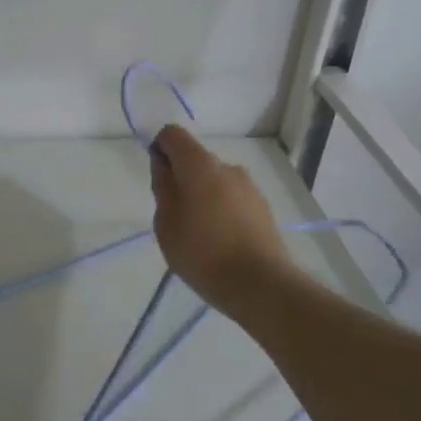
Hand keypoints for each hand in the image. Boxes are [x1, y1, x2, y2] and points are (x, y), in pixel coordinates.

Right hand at [150, 126, 289, 313]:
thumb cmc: (202, 254)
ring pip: (214, 181)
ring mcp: (249, 187)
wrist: (260, 284)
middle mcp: (227, 166)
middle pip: (195, 159)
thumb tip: (164, 166)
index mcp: (200, 165)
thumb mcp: (166, 224)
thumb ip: (163, 188)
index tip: (158, 181)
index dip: (159, 150)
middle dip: (181, 179)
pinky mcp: (263, 207)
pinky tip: (220, 242)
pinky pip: (232, 198)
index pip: (172, 135)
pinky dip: (220, 210)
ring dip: (202, 196)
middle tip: (174, 218)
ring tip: (198, 235)